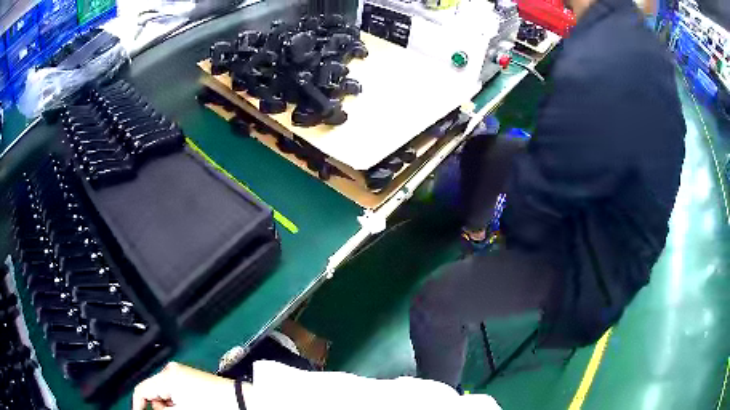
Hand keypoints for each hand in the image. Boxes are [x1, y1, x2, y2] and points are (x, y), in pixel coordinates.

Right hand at [132, 362, 241, 409]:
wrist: (240, 401)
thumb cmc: (211, 404)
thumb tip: (149, 408)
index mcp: (166, 375)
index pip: (141, 389)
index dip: (138, 405)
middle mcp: (172, 370)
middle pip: (154, 392)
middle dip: (160, 406)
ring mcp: (183, 374)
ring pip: (166, 394)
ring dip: (171, 406)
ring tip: (188, 408)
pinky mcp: (193, 379)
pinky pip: (177, 393)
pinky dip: (179, 402)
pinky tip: (193, 406)